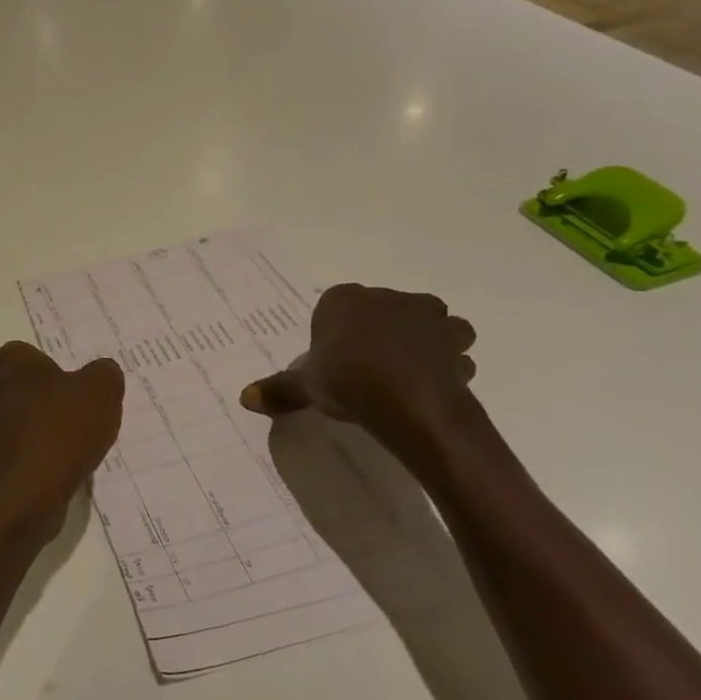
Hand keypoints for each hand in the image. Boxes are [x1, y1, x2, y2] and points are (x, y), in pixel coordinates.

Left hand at [0, 341, 124, 553]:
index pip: (30, 354)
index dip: (56, 370)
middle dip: (48, 401)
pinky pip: (19, 452)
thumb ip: (105, 374)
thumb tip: (102, 372)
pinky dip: (37, 459)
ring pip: (19, 422)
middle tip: (80, 417)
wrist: (22, 495)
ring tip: (75, 448)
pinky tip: (61, 471)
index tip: (78, 389)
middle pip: (23, 388)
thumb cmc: (59, 430)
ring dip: (43, 432)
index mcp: (9, 362)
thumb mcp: (100, 391)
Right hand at [240, 284, 476, 430]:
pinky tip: (433, 387)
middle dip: (380, 333)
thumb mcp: (306, 387)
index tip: (333, 361)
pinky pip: (452, 352)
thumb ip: (279, 390)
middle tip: (368, 368)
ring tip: (408, 373)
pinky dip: (447, 366)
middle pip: (382, 311)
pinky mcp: (456, 343)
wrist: (410, 401)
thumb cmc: (348, 380)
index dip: (334, 334)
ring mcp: (427, 317)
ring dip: (424, 342)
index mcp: (346, 300)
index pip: (335, 307)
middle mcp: (388, 298)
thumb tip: (244, 398)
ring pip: (427, 324)